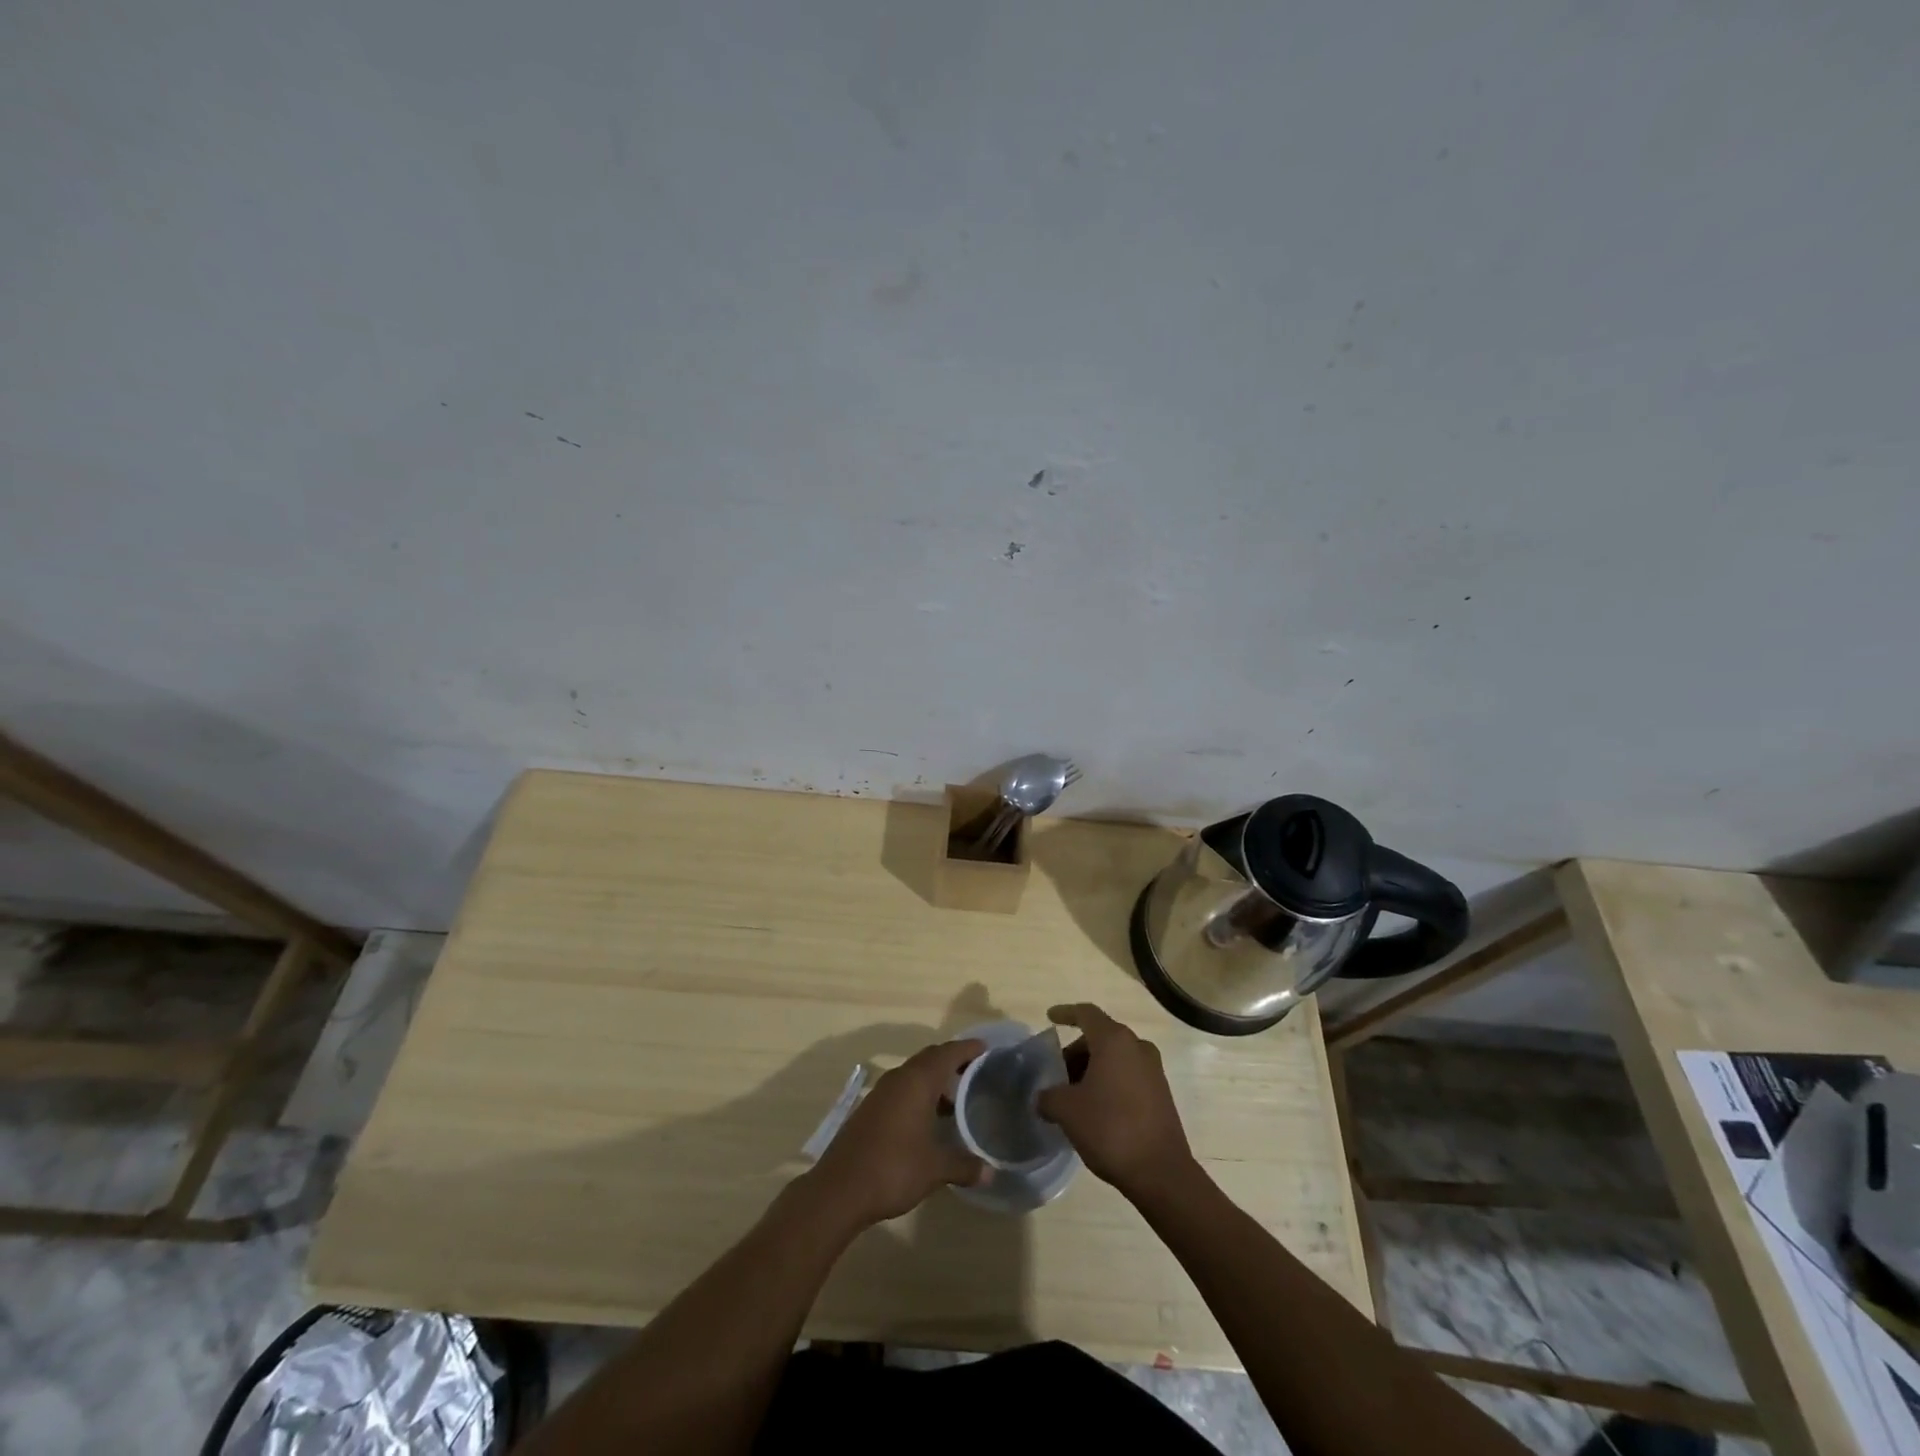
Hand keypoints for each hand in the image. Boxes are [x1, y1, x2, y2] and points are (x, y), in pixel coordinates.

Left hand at [805, 1039, 988, 1228]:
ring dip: (934, 1081)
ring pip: (914, 1074)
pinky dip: (919, 1095)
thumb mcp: (935, 1168)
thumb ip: (964, 1166)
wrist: (840, 1188)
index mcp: (918, 1081)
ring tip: (956, 1100)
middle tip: (975, 1073)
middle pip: (930, 1058)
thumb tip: (990, 1172)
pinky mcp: (870, 1109)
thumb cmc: (893, 1168)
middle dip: (952, 1062)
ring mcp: (881, 1093)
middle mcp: (899, 1078)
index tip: (987, 1050)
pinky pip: (901, 1090)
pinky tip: (928, 1121)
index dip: (968, 1049)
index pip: (948, 1053)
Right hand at [1037, 1003, 1195, 1198]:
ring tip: (1073, 1096)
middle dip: (1075, 1052)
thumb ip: (1048, 1096)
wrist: (1161, 1172)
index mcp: (1114, 1040)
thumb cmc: (1110, 1129)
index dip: (1065, 1013)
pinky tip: (1095, 1109)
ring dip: (1092, 1069)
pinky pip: (1128, 1075)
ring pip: (1115, 1057)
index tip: (1050, 1018)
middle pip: (1100, 1037)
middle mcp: (1137, 1047)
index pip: (1086, 1013)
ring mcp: (1153, 1070)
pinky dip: (1109, 1081)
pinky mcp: (1161, 1093)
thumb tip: (1042, 1097)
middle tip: (1057, 1074)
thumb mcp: (1067, 1111)